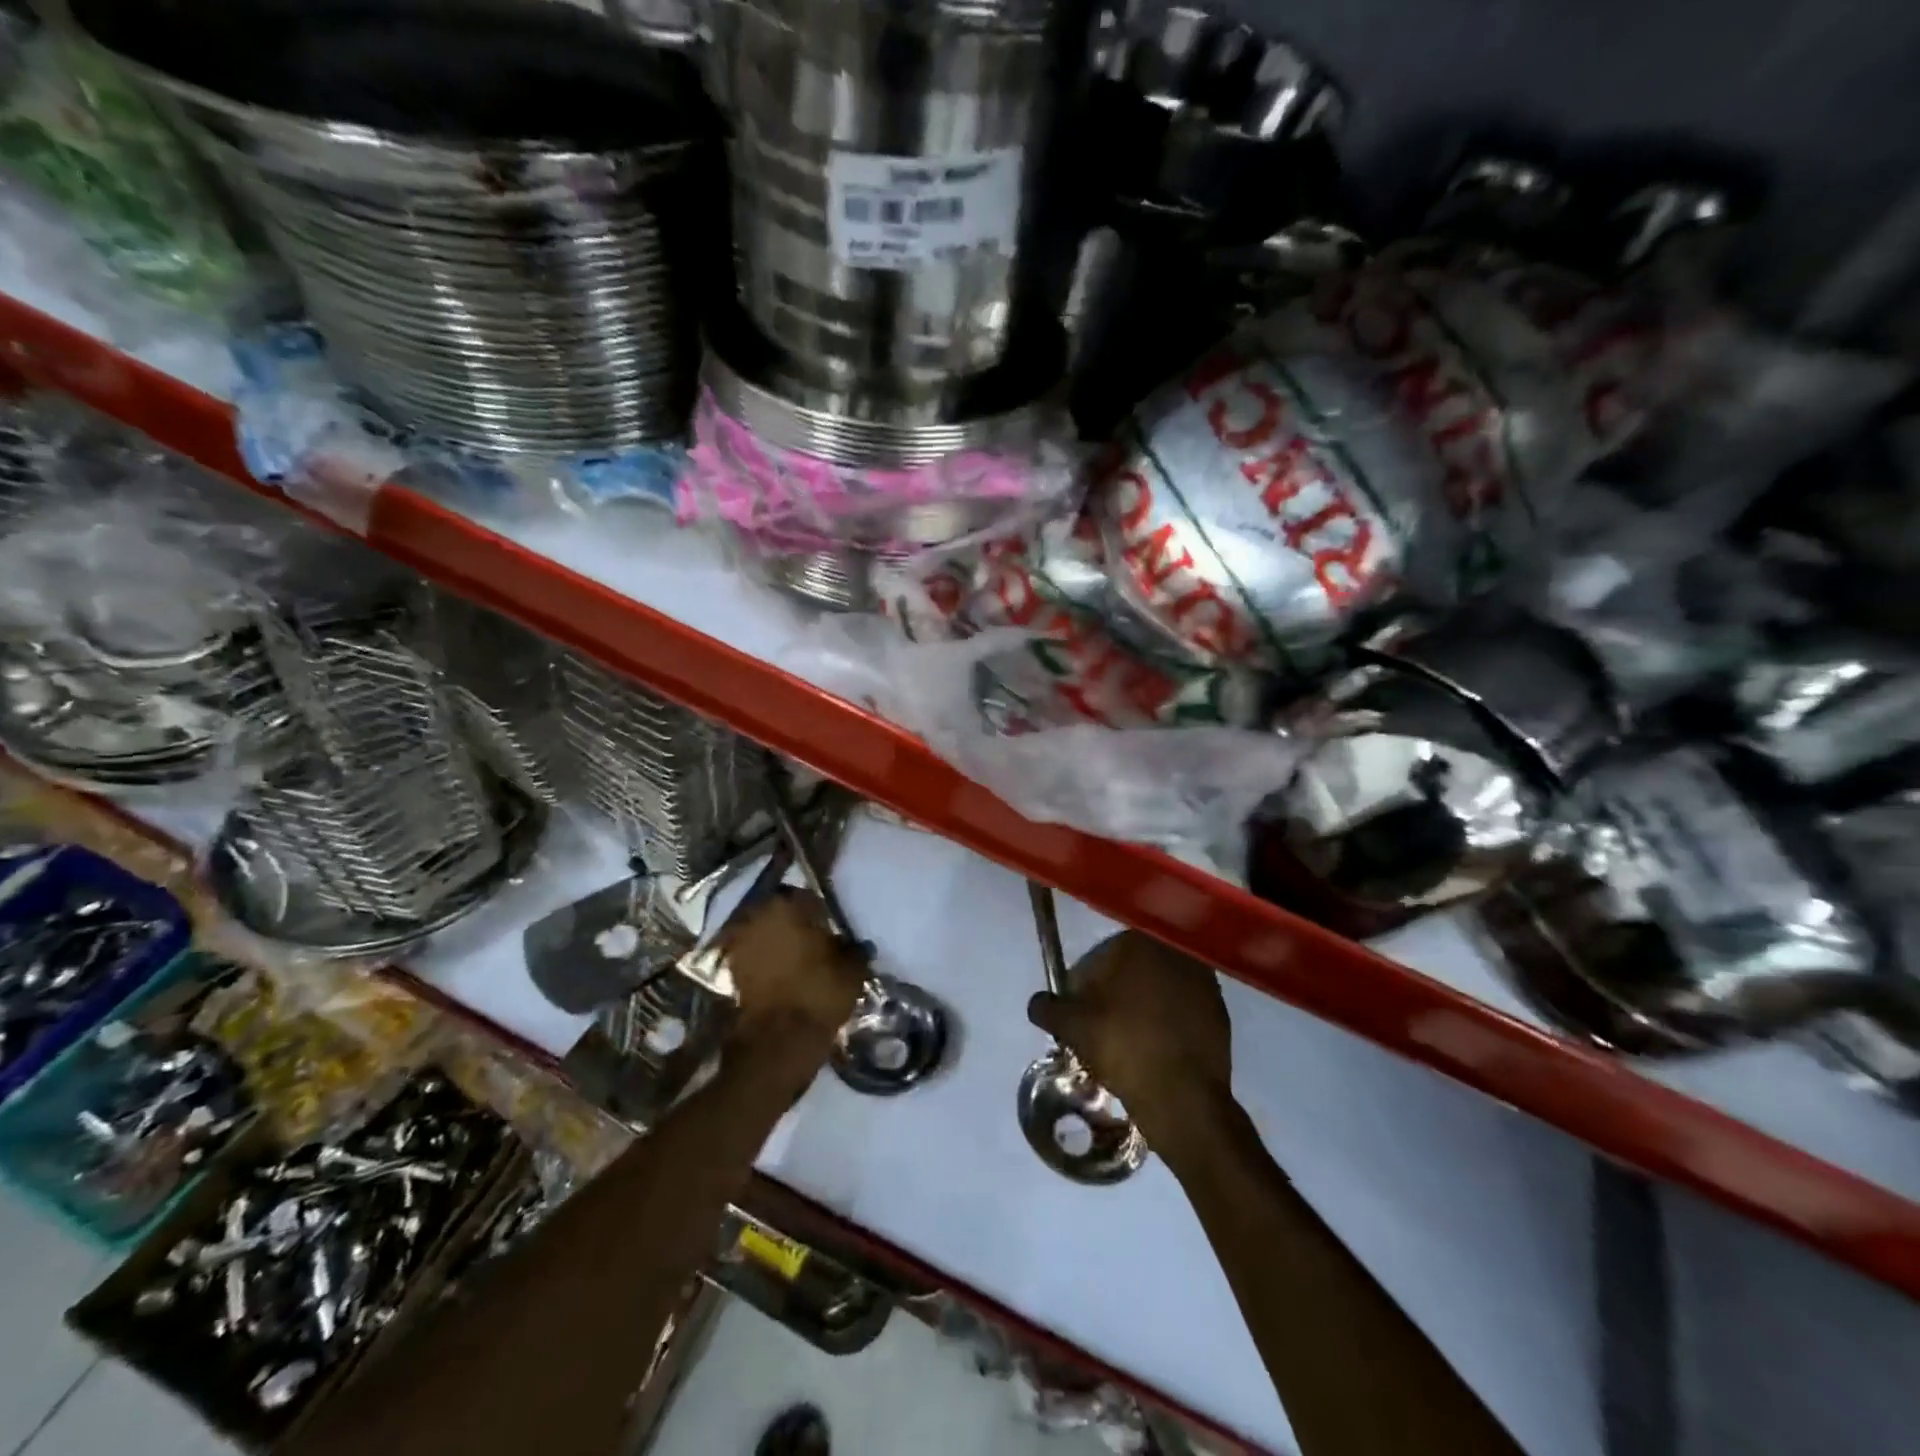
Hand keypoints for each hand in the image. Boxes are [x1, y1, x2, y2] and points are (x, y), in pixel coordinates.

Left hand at [718, 890, 865, 1047]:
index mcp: (787, 904)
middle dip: (793, 922)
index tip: (829, 926)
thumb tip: (854, 944)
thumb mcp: (852, 969)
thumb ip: (854, 949)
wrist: (779, 1041)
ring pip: (764, 932)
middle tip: (812, 941)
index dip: (819, 911)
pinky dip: (764, 961)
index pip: (806, 895)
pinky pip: (753, 955)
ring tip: (796, 959)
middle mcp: (757, 915)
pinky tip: (781, 975)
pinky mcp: (730, 970)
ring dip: (776, 941)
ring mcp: (739, 942)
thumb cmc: (819, 993)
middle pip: (779, 911)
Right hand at [1027, 930, 1231, 1146]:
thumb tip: (1037, 1003)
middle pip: (1130, 973)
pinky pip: (1180, 1012)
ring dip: (1140, 1009)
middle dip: (1113, 996)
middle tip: (1099, 1030)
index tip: (1077, 1016)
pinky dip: (1165, 1024)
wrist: (1183, 1097)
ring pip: (1156, 991)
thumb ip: (1048, 1008)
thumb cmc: (1123, 1047)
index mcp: (1138, 943)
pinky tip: (1154, 1051)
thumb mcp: (1072, 1027)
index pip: (1098, 959)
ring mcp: (1203, 981)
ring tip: (1126, 1044)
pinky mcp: (1220, 1012)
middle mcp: (1174, 952)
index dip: (1082, 989)